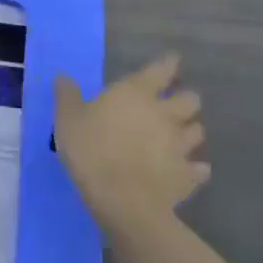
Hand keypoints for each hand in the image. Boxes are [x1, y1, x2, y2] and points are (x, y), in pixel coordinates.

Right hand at [54, 54, 208, 231]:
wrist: (122, 200)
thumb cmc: (91, 150)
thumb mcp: (67, 119)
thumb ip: (67, 95)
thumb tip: (63, 76)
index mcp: (136, 93)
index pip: (161, 70)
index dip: (168, 64)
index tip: (172, 61)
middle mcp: (165, 114)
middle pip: (190, 100)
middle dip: (185, 99)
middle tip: (173, 104)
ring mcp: (180, 146)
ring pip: (198, 131)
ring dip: (191, 130)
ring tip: (181, 136)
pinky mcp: (188, 176)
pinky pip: (200, 168)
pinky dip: (196, 167)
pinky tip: (189, 170)